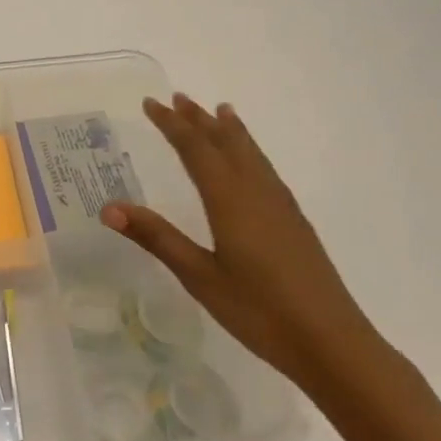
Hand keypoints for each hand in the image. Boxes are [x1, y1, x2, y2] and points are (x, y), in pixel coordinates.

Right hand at [101, 95, 384, 387]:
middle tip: (177, 98)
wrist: (331, 342)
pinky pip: (265, 170)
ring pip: (251, 155)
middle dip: (199, 120)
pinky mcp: (294, 223)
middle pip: (226, 144)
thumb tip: (109, 207)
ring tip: (221, 111)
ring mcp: (280, 207)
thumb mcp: (199, 275)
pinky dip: (250, 152)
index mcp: (230, 200)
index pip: (196, 150)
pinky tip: (251, 164)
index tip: (150, 104)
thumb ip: (156, 238)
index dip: (171, 125)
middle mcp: (257, 193)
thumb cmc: (258, 311)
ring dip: (230, 131)